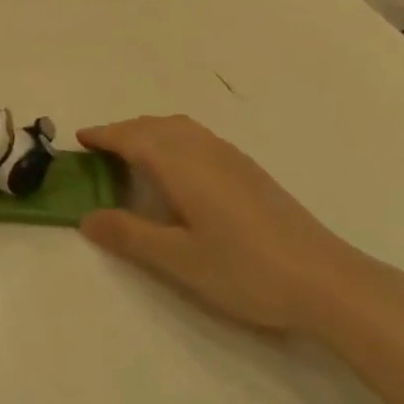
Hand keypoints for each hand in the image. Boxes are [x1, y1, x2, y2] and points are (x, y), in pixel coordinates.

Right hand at [78, 114, 362, 333]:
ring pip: (179, 128)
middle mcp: (204, 148)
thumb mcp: (179, 259)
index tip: (80, 138)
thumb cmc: (245, 269)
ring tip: (134, 156)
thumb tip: (87, 217)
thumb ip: (130, 235)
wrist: (323, 277)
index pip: (133, 137)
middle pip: (155, 126)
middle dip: (124, 131)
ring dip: (150, 132)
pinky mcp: (249, 169)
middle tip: (100, 151)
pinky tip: (179, 170)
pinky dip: (173, 139)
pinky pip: (198, 137)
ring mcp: (230, 156)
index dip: (105, 135)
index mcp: (181, 163)